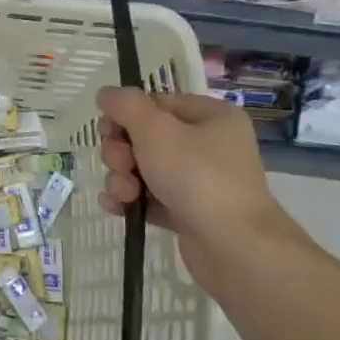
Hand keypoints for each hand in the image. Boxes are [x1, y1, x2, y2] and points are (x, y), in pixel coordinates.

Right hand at [94, 87, 304, 287]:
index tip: (108, 131)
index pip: (157, 103)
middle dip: (122, 152)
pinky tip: (116, 208)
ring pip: (143, 169)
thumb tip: (106, 93)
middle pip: (146, 137)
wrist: (233, 245)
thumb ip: (126, 106)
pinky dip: (130, 200)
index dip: (127, 115)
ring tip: (123, 194)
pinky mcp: (188, 212)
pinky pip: (149, 198)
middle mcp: (209, 146)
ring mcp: (199, 181)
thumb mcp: (156, 130)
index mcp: (212, 117)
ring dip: (122, 178)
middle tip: (120, 164)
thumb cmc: (197, 176)